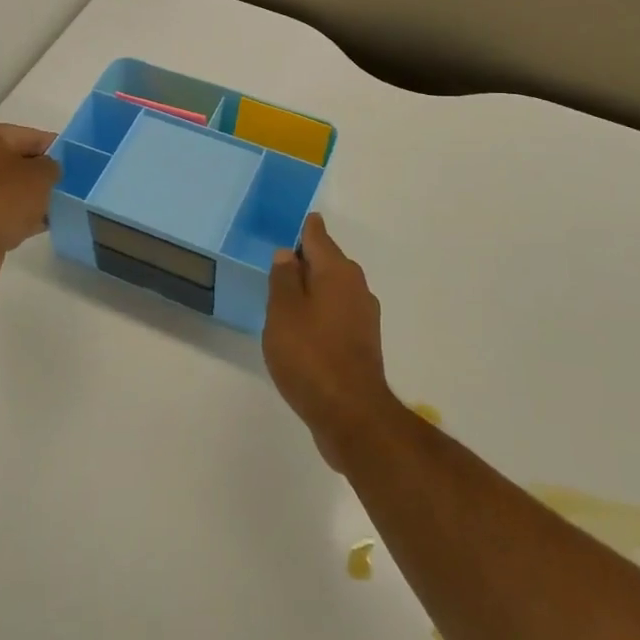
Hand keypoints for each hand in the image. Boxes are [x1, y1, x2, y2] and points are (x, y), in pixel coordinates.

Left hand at [0, 122, 59, 292]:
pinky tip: (44, 225)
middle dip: (45, 175)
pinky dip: (22, 215)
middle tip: (72, 187)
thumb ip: (53, 166)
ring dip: (34, 197)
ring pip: (13, 187)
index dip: (58, 150)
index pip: (32, 136)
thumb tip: (50, 170)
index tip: (79, 165)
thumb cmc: (3, 200)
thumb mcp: (41, 175)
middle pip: (21, 162)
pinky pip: (4, 209)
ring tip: (62, 207)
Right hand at [264, 213, 395, 471]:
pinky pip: (336, 314)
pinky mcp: (363, 343)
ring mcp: (363, 316)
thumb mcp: (283, 312)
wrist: (351, 414)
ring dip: (311, 289)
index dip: (301, 228)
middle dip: (304, 260)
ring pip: (332, 289)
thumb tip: (287, 255)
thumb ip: (283, 279)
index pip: (317, 235)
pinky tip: (301, 330)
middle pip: (327, 261)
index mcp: (337, 271)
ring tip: (283, 297)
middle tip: (276, 263)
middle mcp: (356, 286)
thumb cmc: (310, 355)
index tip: (287, 224)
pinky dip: (319, 313)